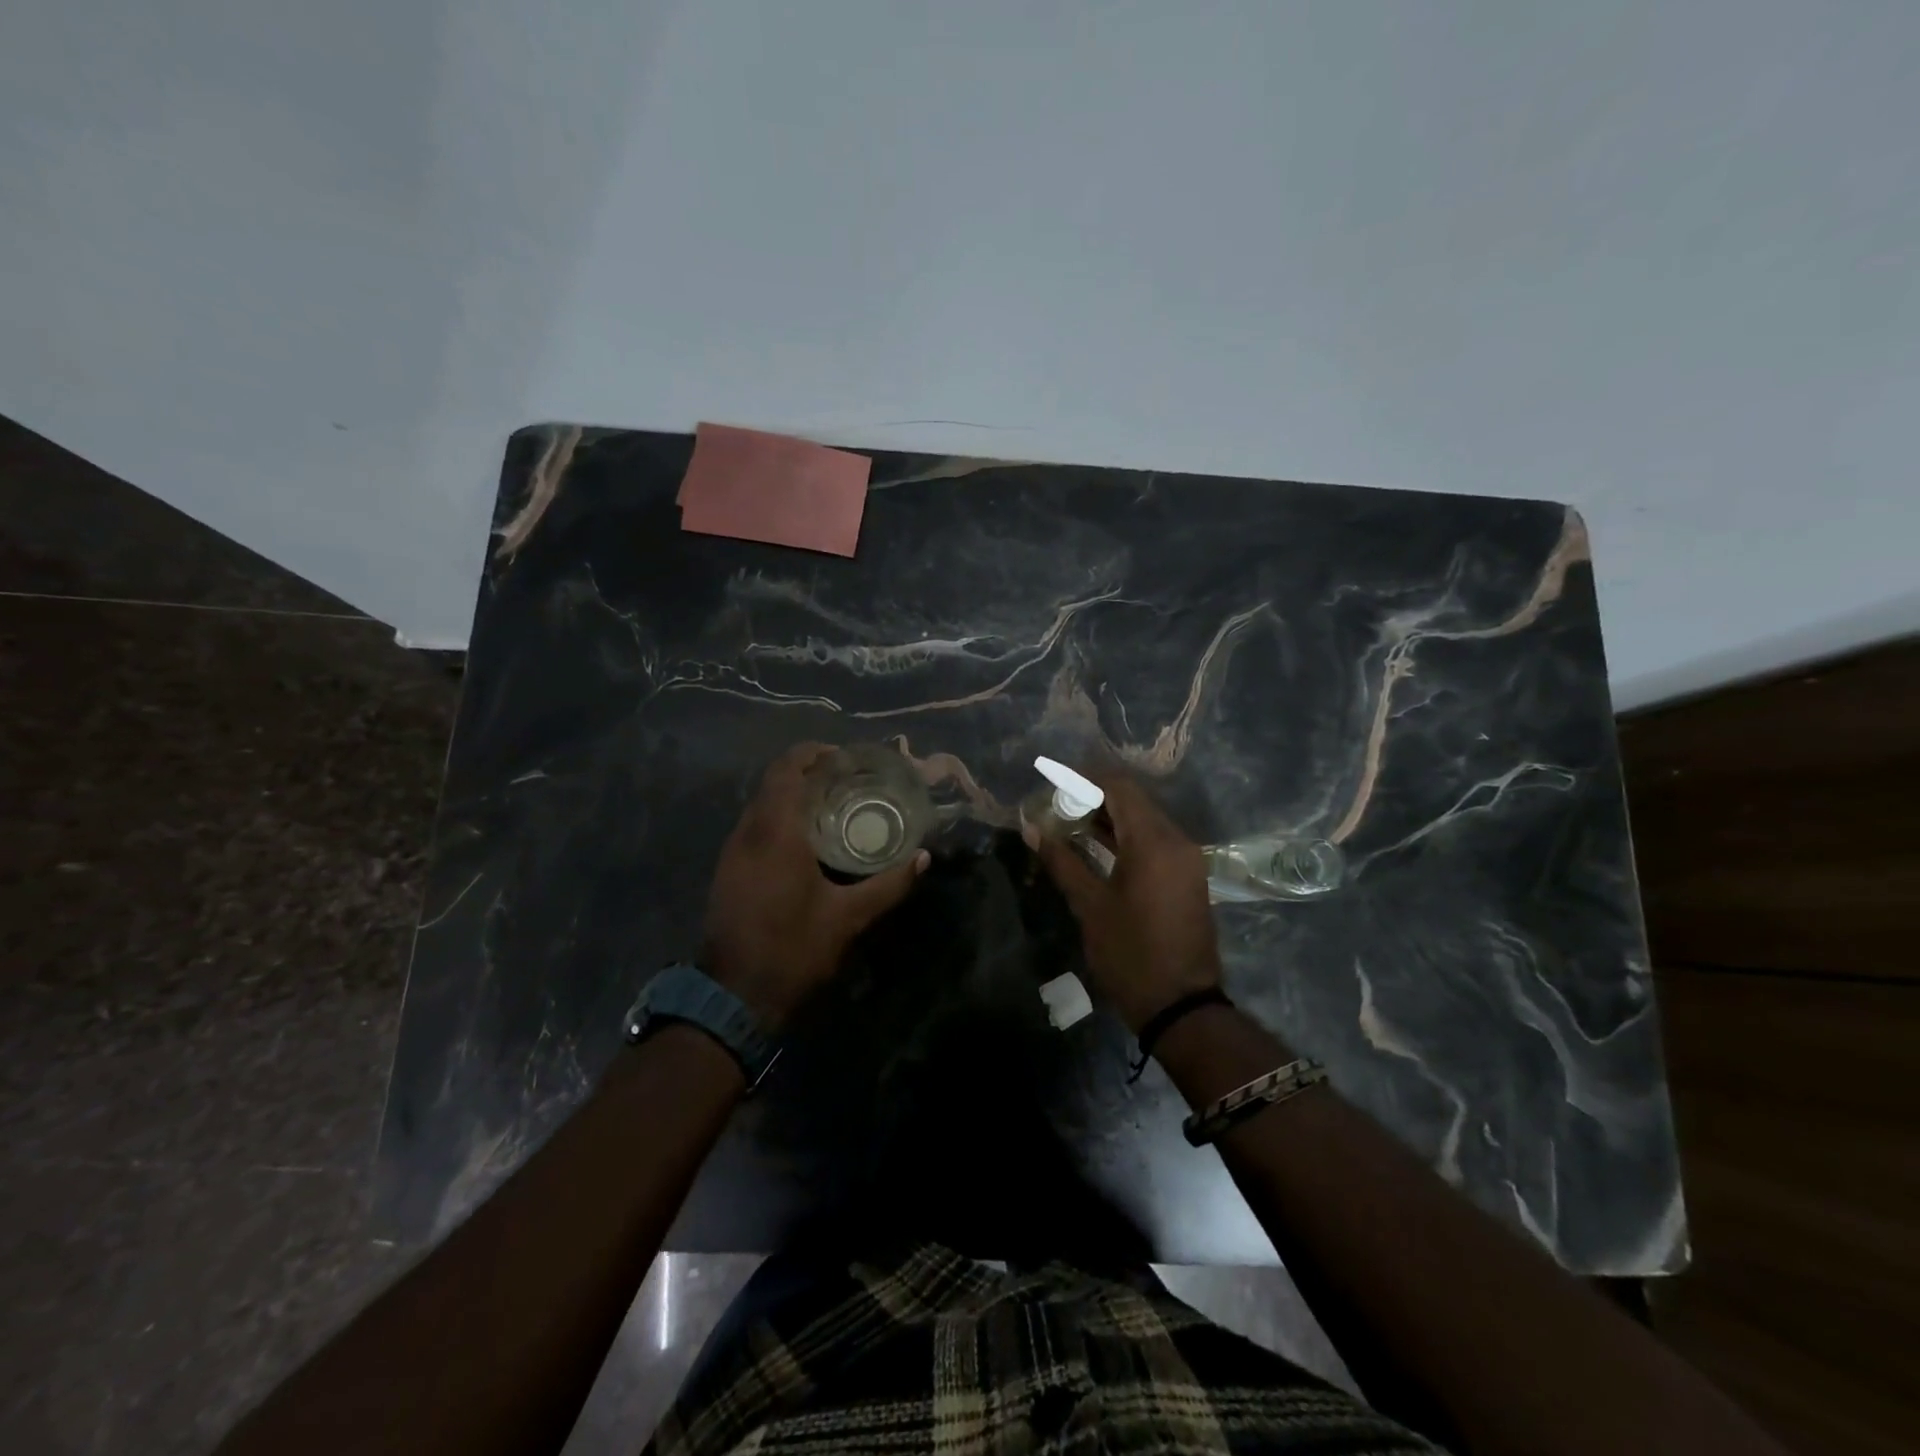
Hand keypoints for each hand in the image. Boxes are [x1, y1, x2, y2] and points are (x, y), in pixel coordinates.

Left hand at [703, 743, 927, 1028]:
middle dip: (807, 772)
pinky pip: (754, 826)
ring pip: (761, 805)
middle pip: (773, 782)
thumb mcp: (849, 919)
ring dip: (791, 795)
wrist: (733, 998)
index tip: (844, 757)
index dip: (813, 754)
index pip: (787, 770)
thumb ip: (889, 885)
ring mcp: (732, 852)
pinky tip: (805, 840)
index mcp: (776, 833)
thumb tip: (924, 858)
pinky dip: (779, 818)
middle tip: (846, 779)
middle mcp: (748, 833)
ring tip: (831, 805)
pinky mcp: (727, 871)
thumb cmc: (794, 950)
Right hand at [1024, 768, 1221, 1033]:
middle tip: (1056, 806)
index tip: (1053, 783)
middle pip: (1134, 801)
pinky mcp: (1187, 876)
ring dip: (1109, 817)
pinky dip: (1126, 836)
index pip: (1120, 788)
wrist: (1181, 1007)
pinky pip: (1155, 841)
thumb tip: (1031, 828)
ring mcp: (1186, 859)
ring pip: (1145, 820)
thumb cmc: (1130, 954)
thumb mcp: (1090, 906)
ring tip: (1069, 822)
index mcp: (1154, 842)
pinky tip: (1097, 845)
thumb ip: (1061, 860)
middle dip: (1094, 797)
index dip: (1085, 779)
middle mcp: (1177, 841)